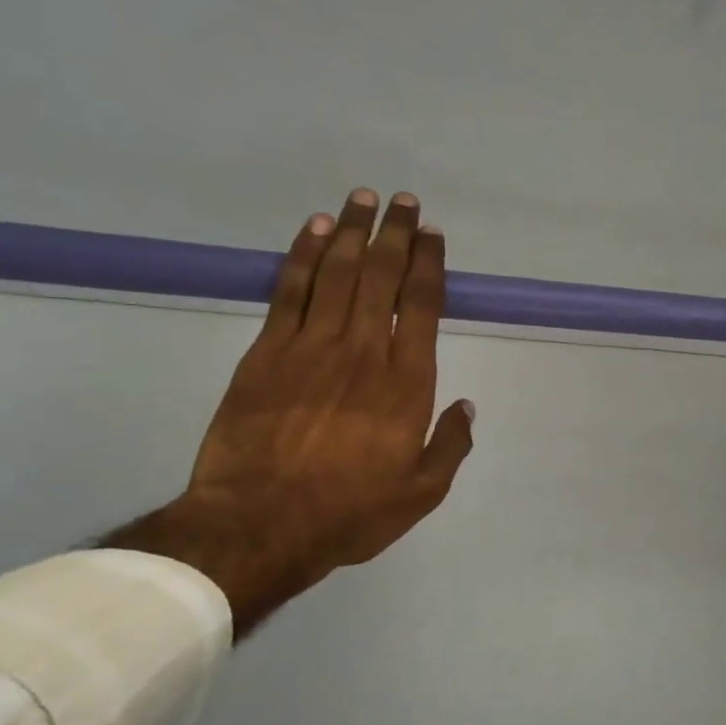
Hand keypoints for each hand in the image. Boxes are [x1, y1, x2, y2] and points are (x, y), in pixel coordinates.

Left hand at [107, 190, 474, 637]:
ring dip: (354, 232)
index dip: (429, 264)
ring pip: (337, 273)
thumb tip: (467, 407)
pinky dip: (304, 255)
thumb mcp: (421, 492)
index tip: (433, 235)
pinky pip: (290, 291)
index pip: (421, 305)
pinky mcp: (266, 352)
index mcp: (406, 383)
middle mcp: (362, 351)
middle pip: (381, 276)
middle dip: (396, 234)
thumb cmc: (349, 511)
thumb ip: (450, 445)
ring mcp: (310, 347)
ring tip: (364, 199)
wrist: (258, 525)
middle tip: (405, 201)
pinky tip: (316, 230)